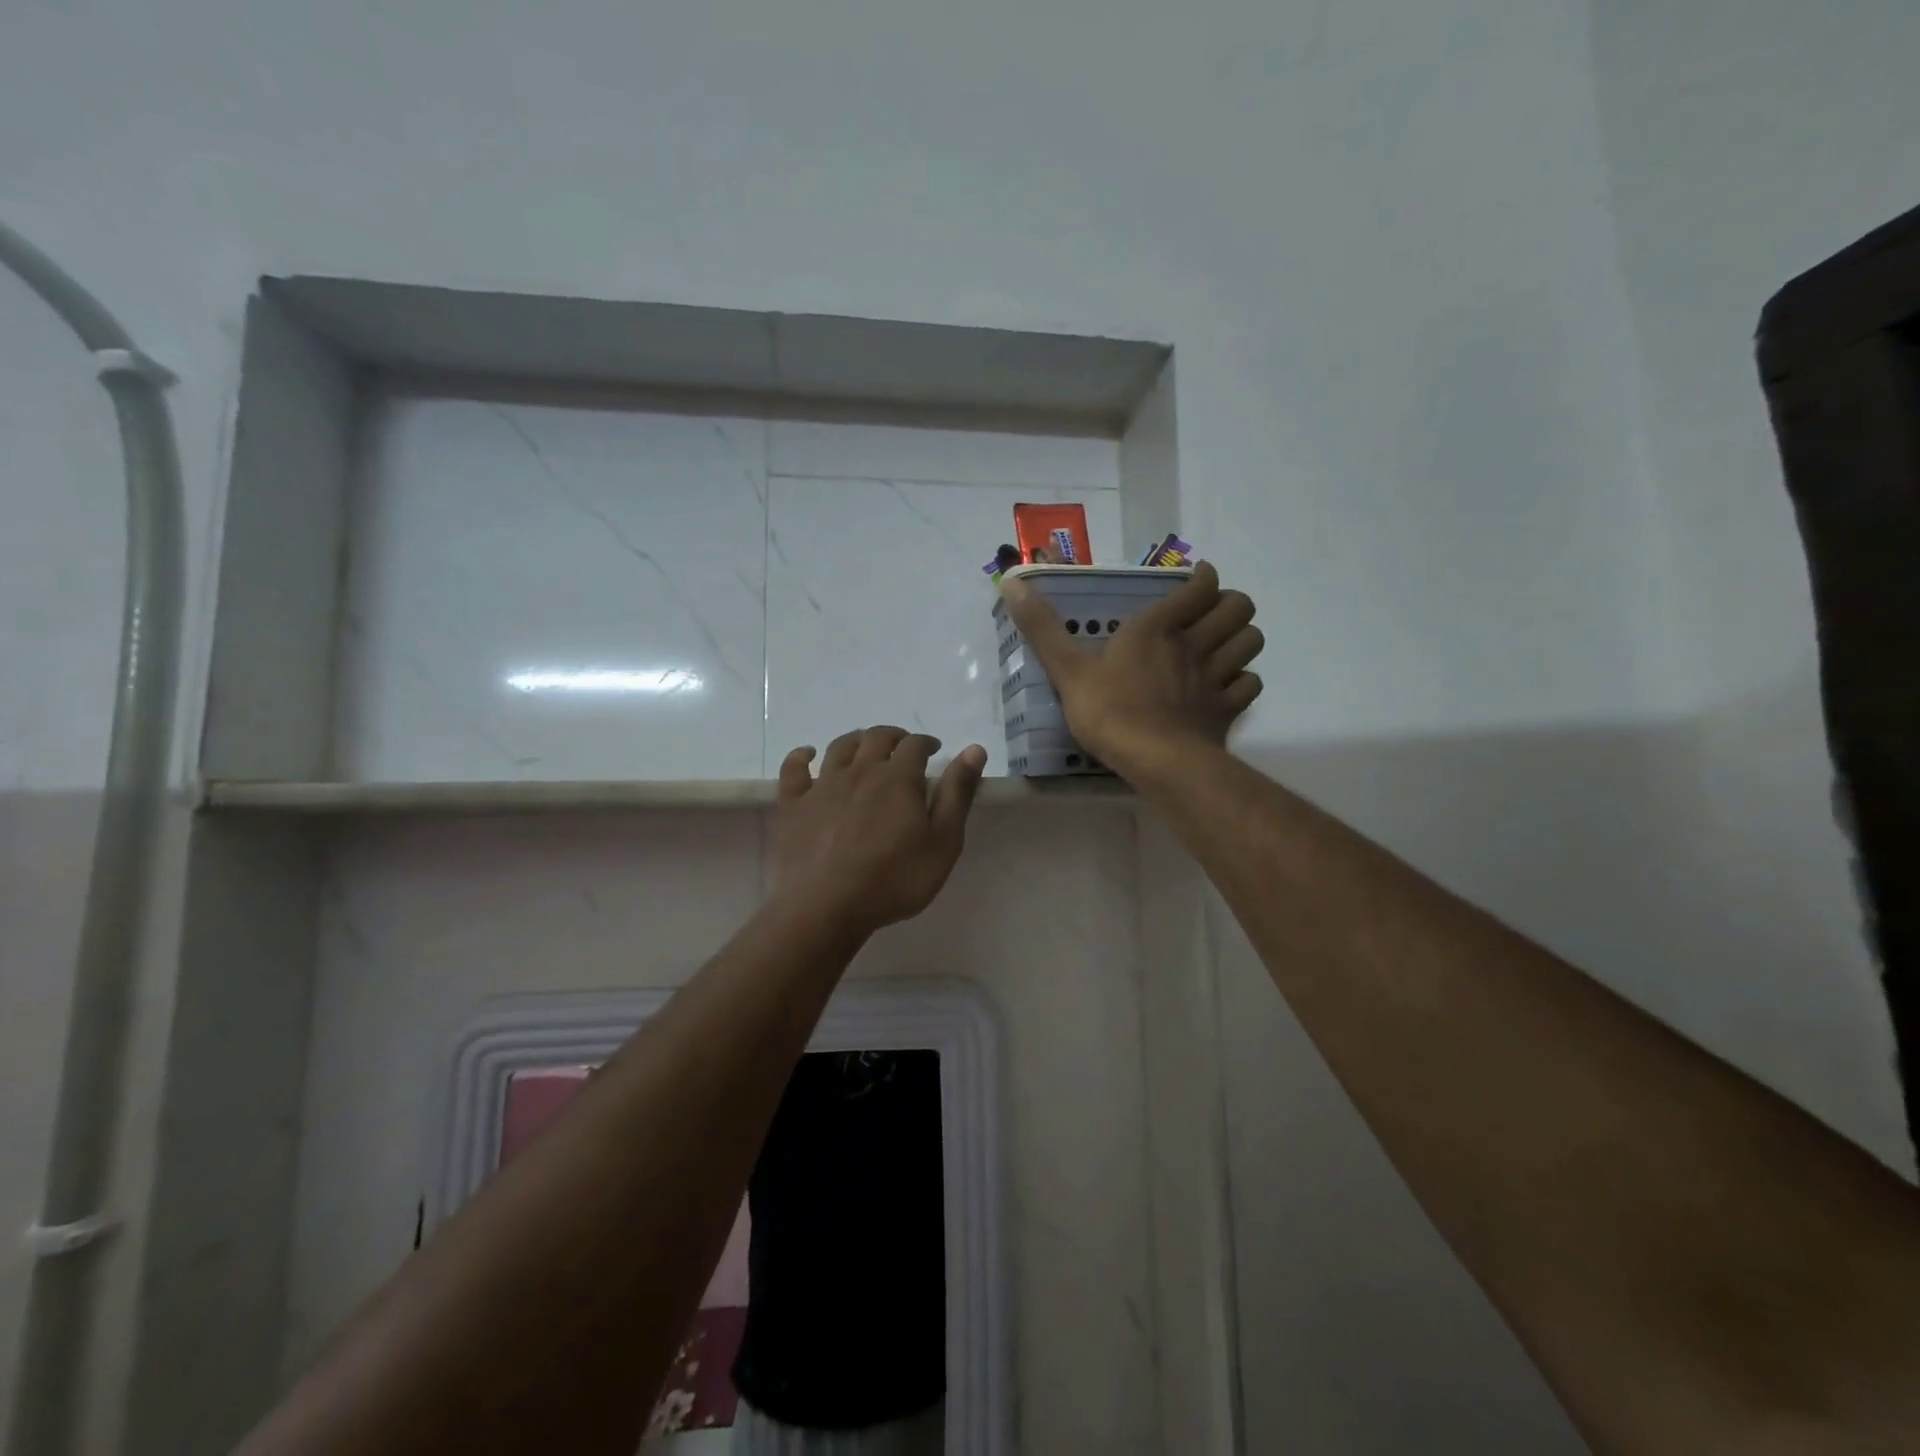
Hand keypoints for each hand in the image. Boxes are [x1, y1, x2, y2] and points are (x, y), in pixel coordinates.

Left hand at [771, 727, 987, 936]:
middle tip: (903, 748)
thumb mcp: (943, 842)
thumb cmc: (894, 879)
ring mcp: (823, 785)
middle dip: (895, 737)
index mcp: (898, 778)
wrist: (826, 906)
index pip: (915, 745)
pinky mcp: (794, 804)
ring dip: (857, 740)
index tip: (934, 750)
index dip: (926, 742)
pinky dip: (801, 756)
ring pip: (840, 747)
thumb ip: (957, 794)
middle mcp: (860, 771)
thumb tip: (974, 749)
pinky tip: (807, 755)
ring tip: (866, 748)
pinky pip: (794, 769)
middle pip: (877, 738)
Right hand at [998, 561, 1262, 776]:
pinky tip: (1227, 686)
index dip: (1204, 578)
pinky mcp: (1227, 710)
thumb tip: (1010, 583)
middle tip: (1211, 613)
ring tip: (1223, 644)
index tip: (1198, 579)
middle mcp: (1194, 645)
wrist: (1155, 761)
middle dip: (1231, 604)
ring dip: (1242, 637)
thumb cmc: (1109, 712)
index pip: (1199, 587)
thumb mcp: (1067, 670)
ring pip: (1252, 641)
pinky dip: (1243, 680)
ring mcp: (1216, 677)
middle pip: (1238, 607)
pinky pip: (1250, 684)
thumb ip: (1042, 629)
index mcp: (1157, 628)